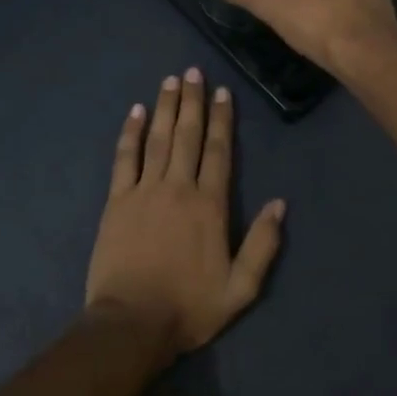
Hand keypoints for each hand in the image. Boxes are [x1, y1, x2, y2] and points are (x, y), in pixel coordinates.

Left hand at [85, 69, 285, 356]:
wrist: (132, 324)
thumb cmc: (189, 307)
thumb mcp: (241, 288)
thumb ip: (263, 245)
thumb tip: (280, 204)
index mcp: (209, 206)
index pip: (218, 151)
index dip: (222, 120)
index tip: (223, 92)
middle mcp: (177, 188)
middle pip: (187, 135)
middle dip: (192, 101)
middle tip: (194, 71)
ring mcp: (143, 191)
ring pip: (157, 139)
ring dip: (165, 107)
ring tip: (170, 80)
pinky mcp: (116, 201)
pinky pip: (124, 159)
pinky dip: (130, 133)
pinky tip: (135, 112)